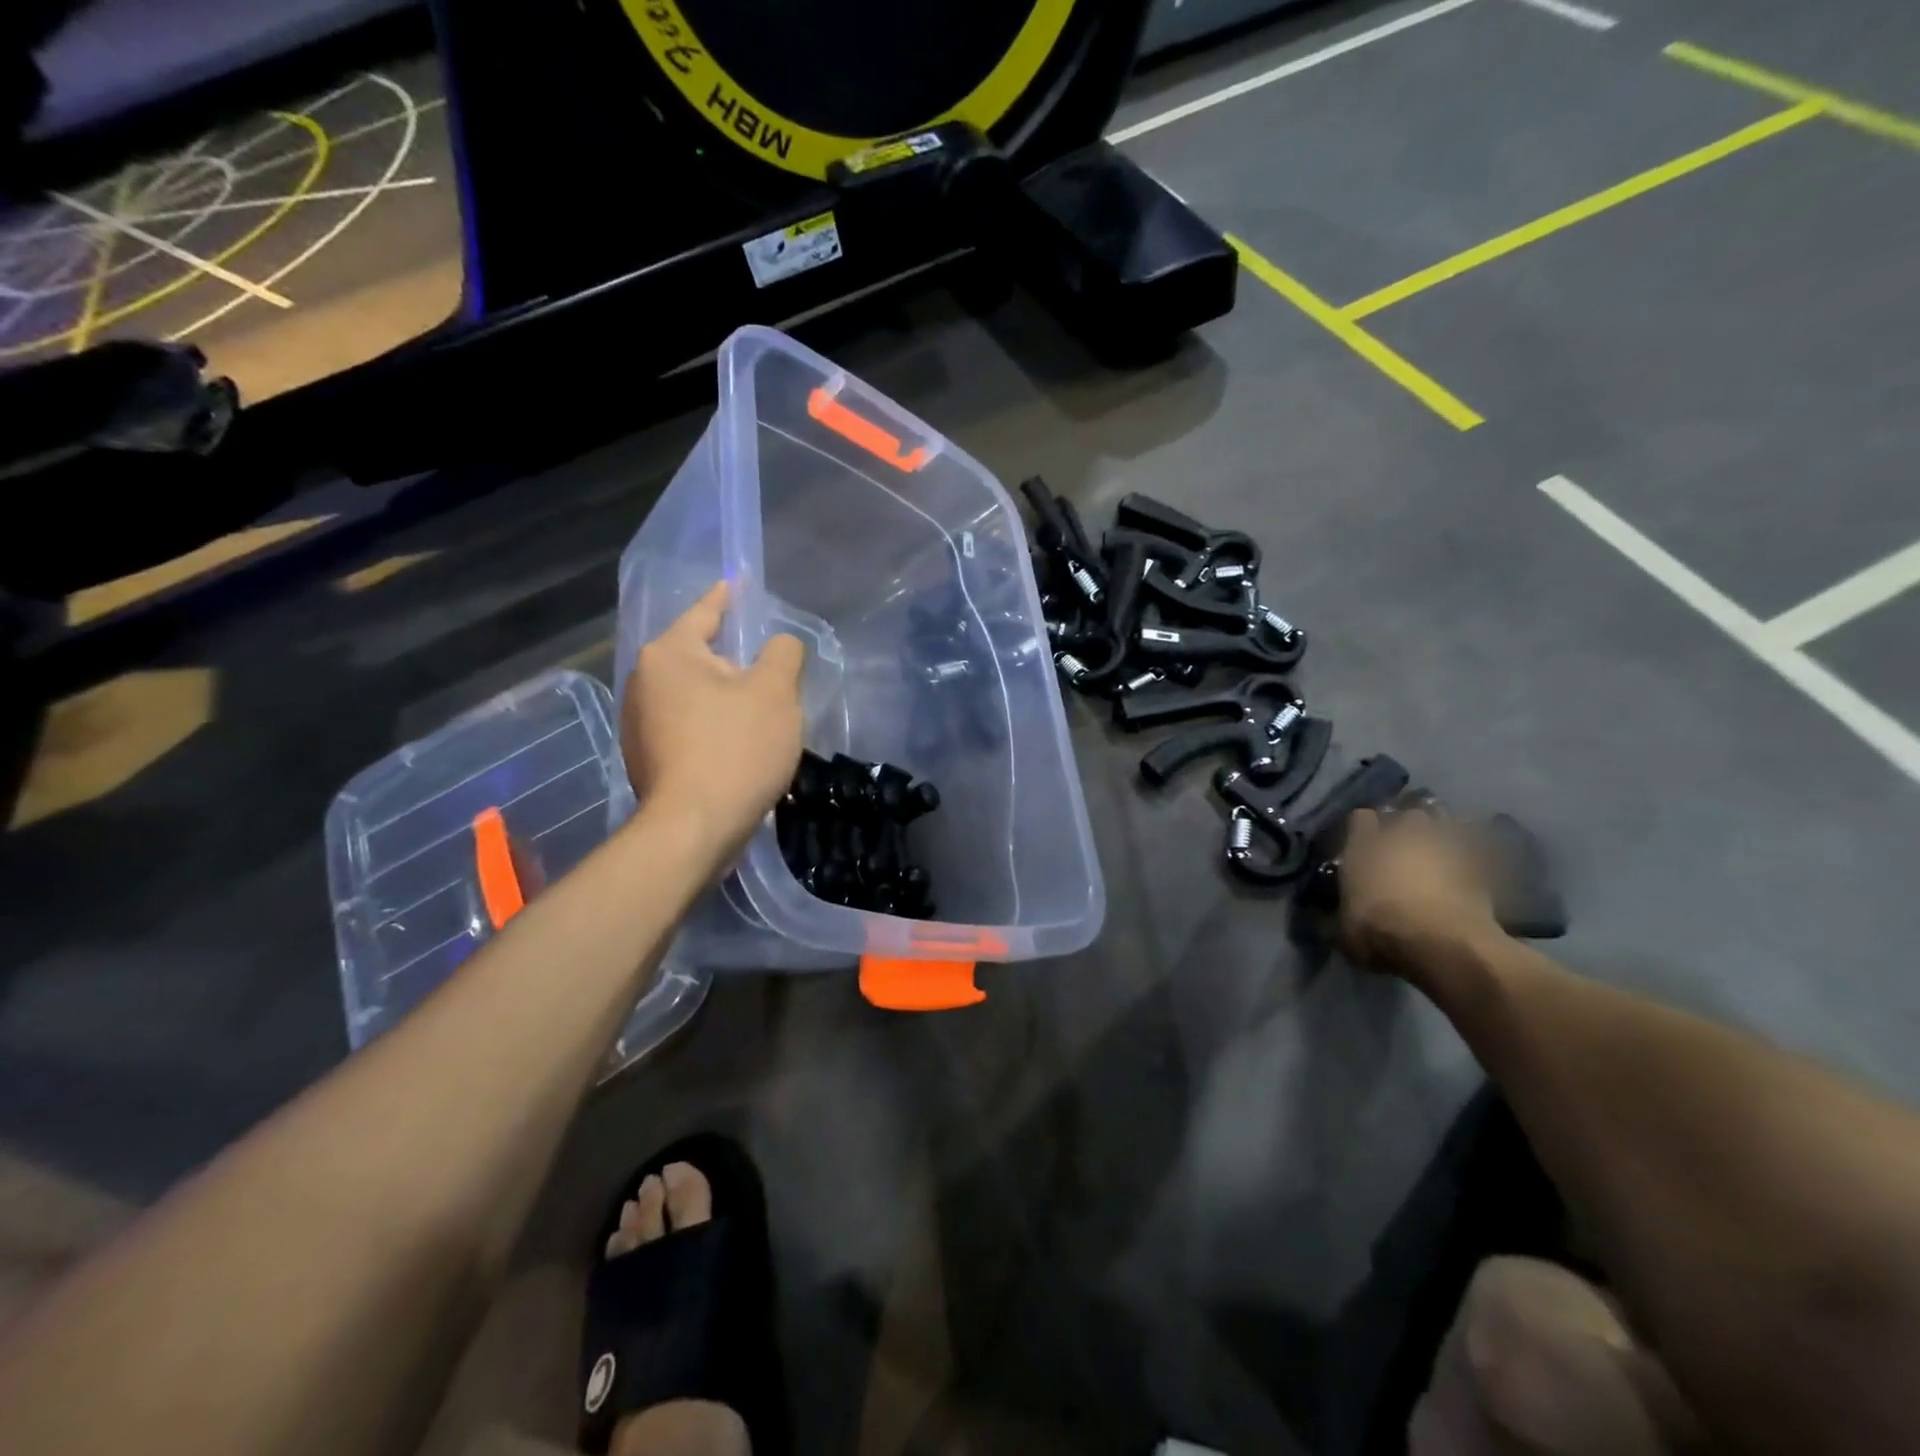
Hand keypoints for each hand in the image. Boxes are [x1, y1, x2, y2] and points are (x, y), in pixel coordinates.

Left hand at [620, 583, 805, 865]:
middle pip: (697, 656)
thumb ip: (783, 653)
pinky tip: (734, 745)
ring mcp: (637, 723)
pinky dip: (709, 726)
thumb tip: (779, 644)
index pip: (704, 613)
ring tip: (755, 711)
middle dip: (731, 659)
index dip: (726, 598)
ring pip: (691, 694)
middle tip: (767, 669)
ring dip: (721, 697)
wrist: (695, 827)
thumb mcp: (776, 691)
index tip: (737, 584)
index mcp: (670, 654)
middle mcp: (643, 681)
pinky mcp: (644, 758)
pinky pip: (685, 725)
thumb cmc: (737, 748)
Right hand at [1338, 807, 1504, 975]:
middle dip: (1407, 826)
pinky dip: (1472, 858)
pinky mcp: (1479, 866)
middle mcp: (1403, 836)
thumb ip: (1344, 914)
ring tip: (1440, 849)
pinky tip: (1469, 870)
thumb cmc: (1378, 930)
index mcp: (1364, 845)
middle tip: (1406, 844)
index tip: (1363, 840)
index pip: (1361, 818)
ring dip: (1442, 834)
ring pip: (1445, 823)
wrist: (1440, 942)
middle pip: (1408, 815)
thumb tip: (1339, 918)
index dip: (1363, 828)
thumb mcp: (1345, 929)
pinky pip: (1475, 851)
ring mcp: (1444, 846)